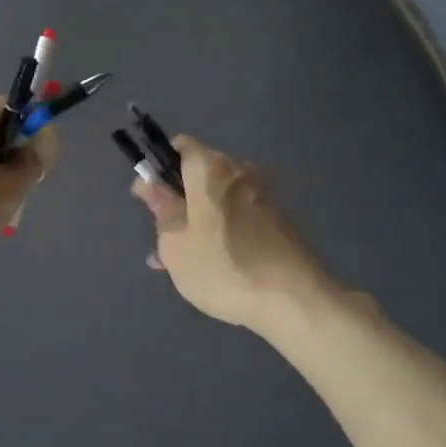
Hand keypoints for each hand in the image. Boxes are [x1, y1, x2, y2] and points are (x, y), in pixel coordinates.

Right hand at [131, 136, 334, 330]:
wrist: (294, 300)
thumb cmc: (223, 268)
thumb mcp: (175, 245)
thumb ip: (161, 210)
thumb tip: (151, 185)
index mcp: (210, 168)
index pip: (179, 146)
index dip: (159, 168)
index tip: (151, 201)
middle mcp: (240, 171)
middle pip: (200, 174)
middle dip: (179, 201)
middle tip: (164, 242)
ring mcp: (265, 195)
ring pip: (219, 200)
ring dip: (199, 222)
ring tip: (186, 263)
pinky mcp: (280, 220)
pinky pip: (240, 216)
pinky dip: (223, 232)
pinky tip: (215, 267)